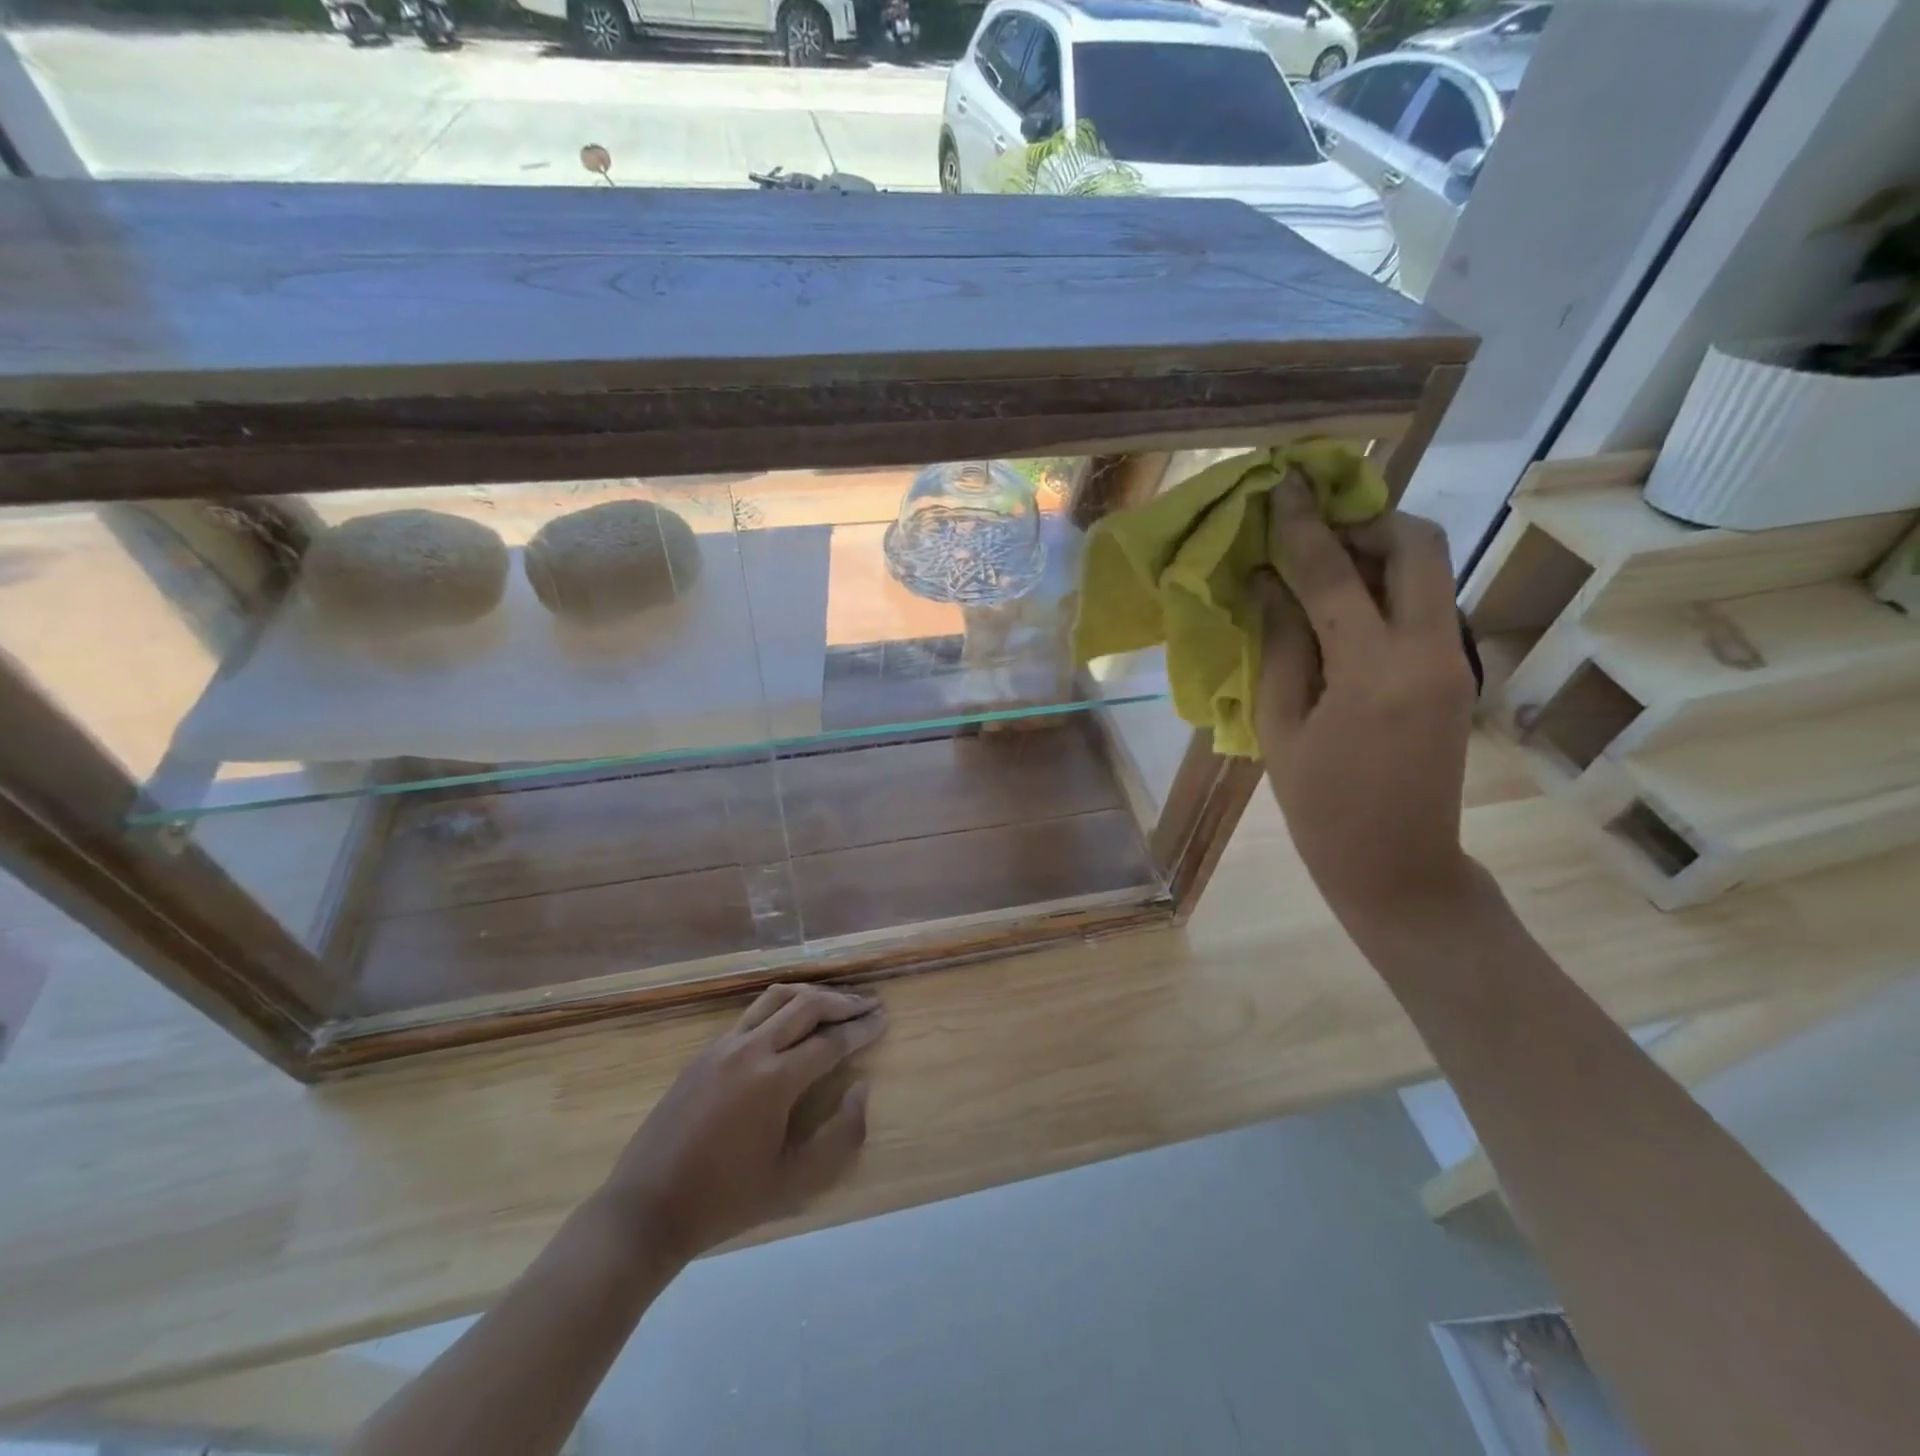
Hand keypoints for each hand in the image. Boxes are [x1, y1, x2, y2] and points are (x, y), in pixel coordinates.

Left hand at [598, 983, 886, 1265]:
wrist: (646, 1209)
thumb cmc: (726, 1201)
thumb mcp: (794, 1183)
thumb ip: (841, 1136)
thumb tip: (861, 1089)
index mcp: (775, 1080)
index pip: (831, 1041)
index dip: (862, 1029)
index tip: (884, 1019)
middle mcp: (751, 1049)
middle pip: (807, 1005)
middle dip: (843, 1002)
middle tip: (869, 1004)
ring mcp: (723, 1045)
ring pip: (776, 998)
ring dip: (811, 995)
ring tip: (835, 1002)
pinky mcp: (705, 1052)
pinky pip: (752, 1013)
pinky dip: (781, 1006)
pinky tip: (790, 1020)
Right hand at [1253, 473, 1478, 927]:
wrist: (1399, 865)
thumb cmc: (1321, 807)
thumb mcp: (1280, 727)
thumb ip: (1279, 645)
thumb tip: (1266, 581)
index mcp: (1375, 671)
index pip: (1335, 575)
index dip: (1302, 526)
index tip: (1281, 485)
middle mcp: (1430, 651)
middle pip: (1419, 545)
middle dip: (1366, 520)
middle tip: (1313, 528)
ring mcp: (1453, 659)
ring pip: (1429, 569)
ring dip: (1379, 549)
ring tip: (1320, 562)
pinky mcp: (1457, 671)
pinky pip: (1424, 603)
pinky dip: (1386, 586)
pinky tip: (1342, 607)